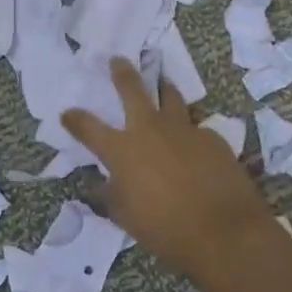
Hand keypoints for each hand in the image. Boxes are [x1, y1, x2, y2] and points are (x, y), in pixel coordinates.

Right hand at [62, 58, 284, 286]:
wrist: (223, 231)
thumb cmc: (165, 229)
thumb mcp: (126, 217)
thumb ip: (110, 194)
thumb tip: (100, 182)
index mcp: (122, 149)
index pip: (88, 127)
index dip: (75, 119)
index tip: (67, 113)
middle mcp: (149, 129)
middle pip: (132, 89)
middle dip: (122, 72)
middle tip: (118, 60)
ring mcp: (183, 129)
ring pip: (170, 96)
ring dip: (163, 89)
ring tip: (162, 84)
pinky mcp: (211, 138)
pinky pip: (196, 128)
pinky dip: (190, 133)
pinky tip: (194, 145)